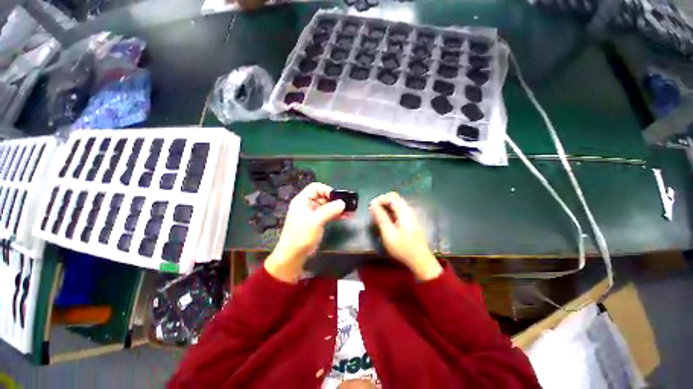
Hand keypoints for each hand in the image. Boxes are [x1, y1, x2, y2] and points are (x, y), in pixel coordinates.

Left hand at [265, 182, 345, 282]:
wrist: (293, 256)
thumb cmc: (301, 236)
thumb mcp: (315, 221)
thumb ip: (329, 210)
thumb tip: (342, 203)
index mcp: (302, 201)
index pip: (315, 188)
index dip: (327, 190)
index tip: (338, 197)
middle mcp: (307, 205)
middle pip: (322, 196)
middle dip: (335, 200)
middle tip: (347, 204)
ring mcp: (311, 214)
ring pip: (326, 206)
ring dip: (337, 208)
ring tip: (350, 211)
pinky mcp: (316, 222)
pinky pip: (327, 214)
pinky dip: (336, 215)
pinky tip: (346, 216)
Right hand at [370, 192, 441, 280]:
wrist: (420, 260)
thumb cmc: (403, 248)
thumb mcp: (388, 234)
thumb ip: (381, 217)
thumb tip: (373, 205)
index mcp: (404, 211)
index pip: (391, 196)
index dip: (380, 199)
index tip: (371, 207)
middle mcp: (409, 210)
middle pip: (394, 198)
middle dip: (381, 203)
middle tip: (373, 213)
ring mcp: (410, 215)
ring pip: (395, 204)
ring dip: (385, 208)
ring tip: (377, 217)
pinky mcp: (410, 220)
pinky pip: (398, 211)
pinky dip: (389, 212)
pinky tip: (385, 222)